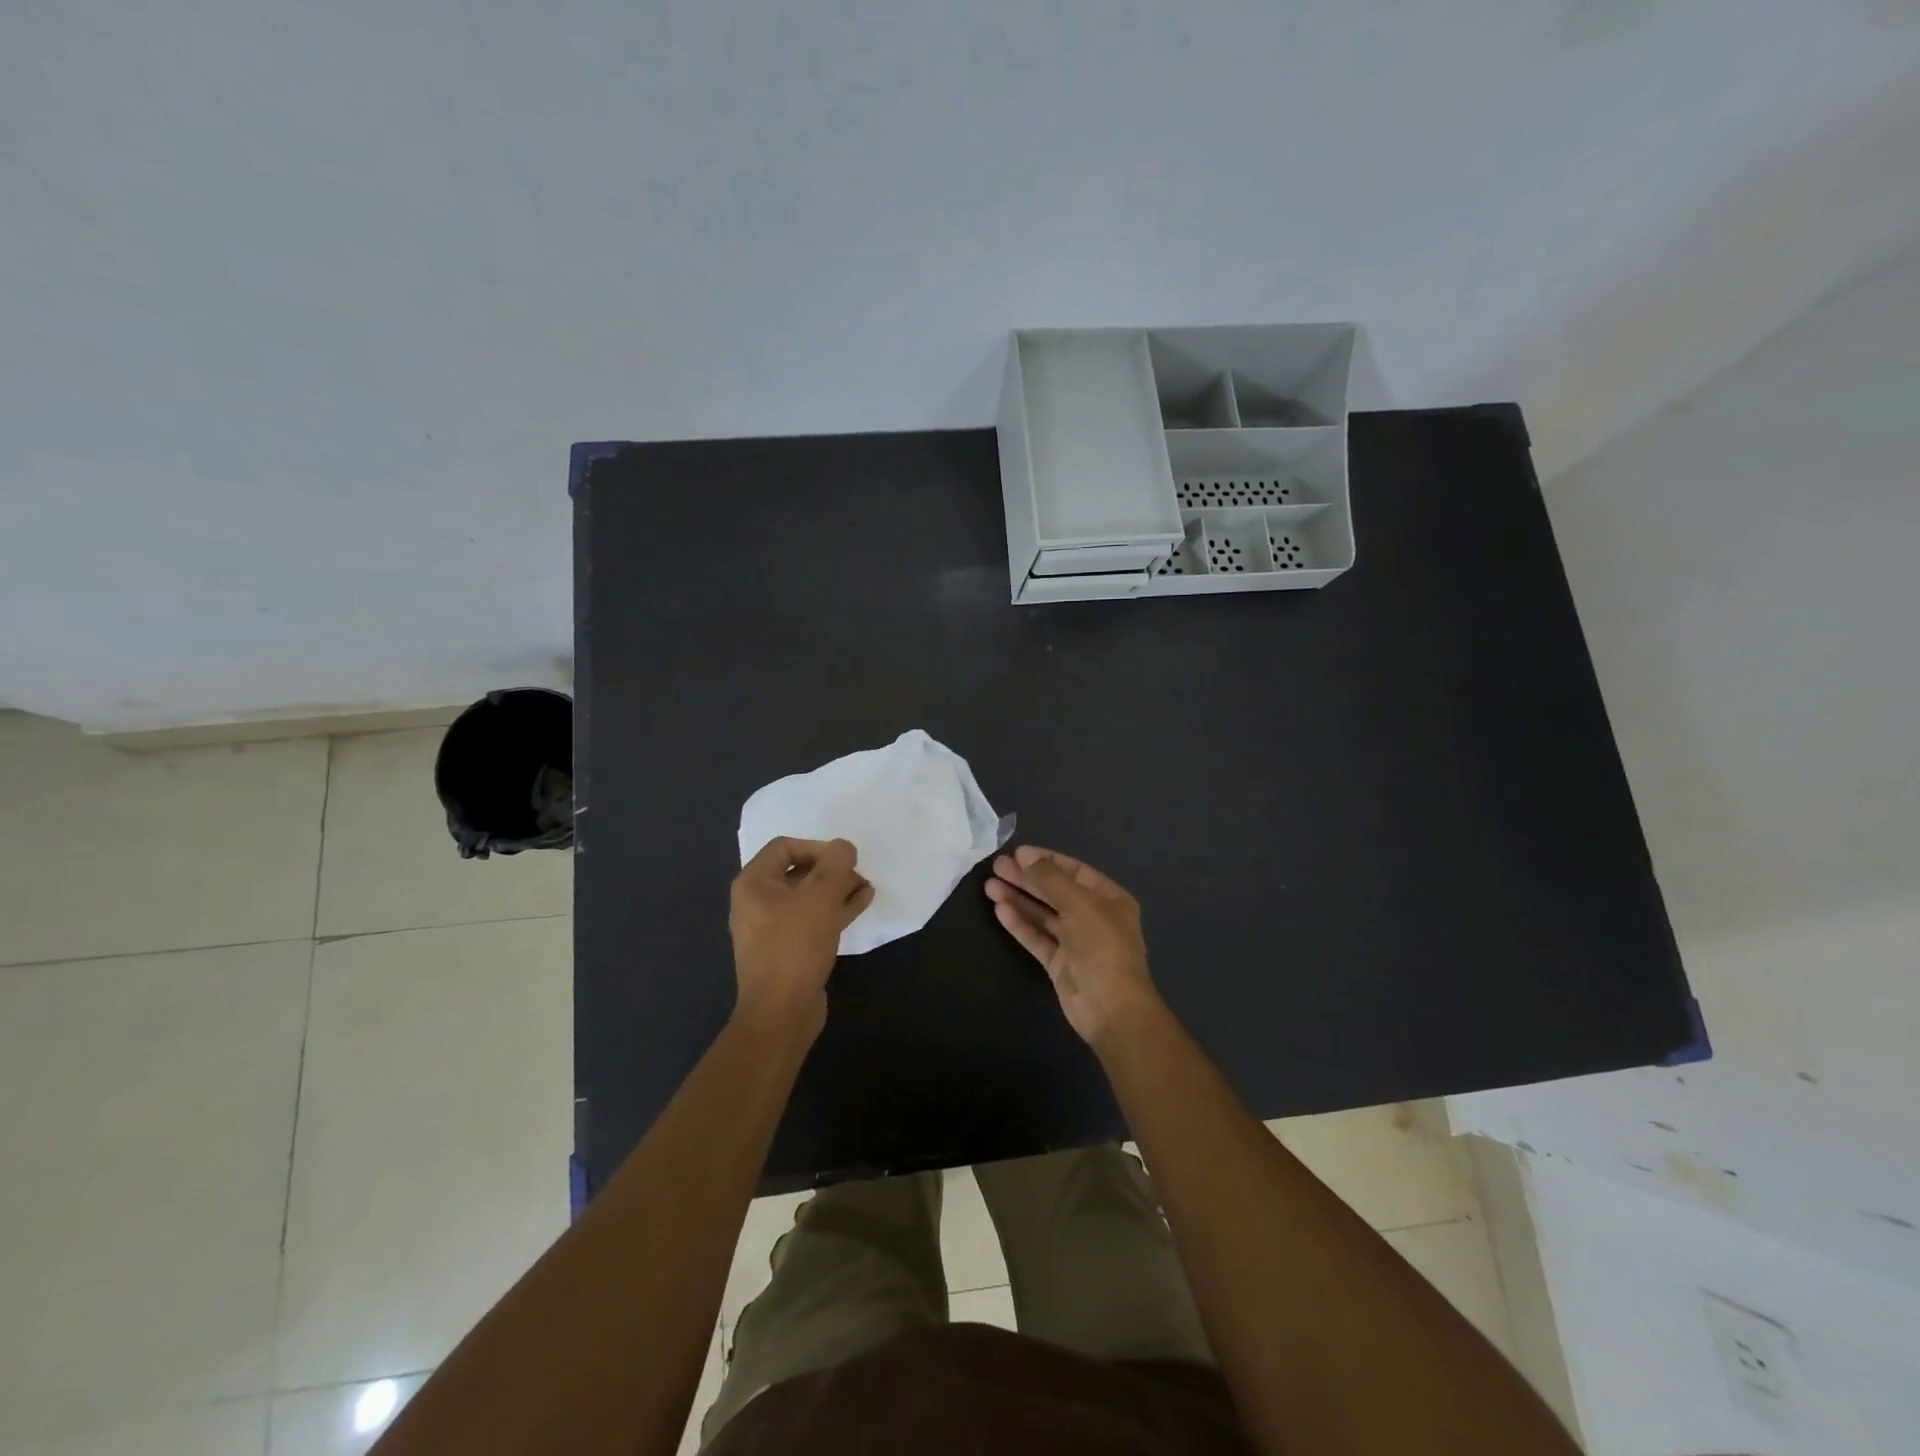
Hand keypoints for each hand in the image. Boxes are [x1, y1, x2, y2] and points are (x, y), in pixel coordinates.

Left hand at [730, 837, 873, 1040]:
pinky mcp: (788, 949)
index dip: (817, 847)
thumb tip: (843, 847)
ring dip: (837, 889)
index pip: (785, 846)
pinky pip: (812, 919)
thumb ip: (836, 863)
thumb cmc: (795, 946)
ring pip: (808, 897)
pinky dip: (835, 909)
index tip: (843, 860)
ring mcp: (771, 928)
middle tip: (858, 874)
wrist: (781, 1013)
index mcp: (754, 883)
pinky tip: (861, 905)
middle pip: (799, 871)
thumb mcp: (820, 896)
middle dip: (832, 870)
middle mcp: (757, 902)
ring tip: (866, 887)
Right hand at [985, 845, 1163, 1048]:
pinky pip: (1037, 937)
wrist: (1111, 1009)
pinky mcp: (1059, 963)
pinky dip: (1019, 923)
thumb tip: (1026, 858)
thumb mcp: (1079, 904)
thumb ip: (1050, 879)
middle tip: (997, 867)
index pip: (1074, 871)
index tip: (1017, 854)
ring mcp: (1076, 941)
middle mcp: (1094, 917)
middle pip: (1055, 891)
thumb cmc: (1102, 947)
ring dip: (1018, 899)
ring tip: (990, 885)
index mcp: (1109, 898)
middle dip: (1027, 878)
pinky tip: (999, 909)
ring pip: (1043, 914)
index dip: (1046, 860)